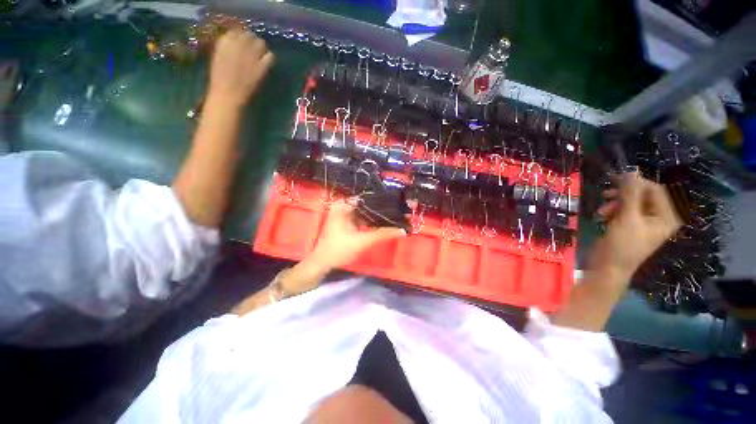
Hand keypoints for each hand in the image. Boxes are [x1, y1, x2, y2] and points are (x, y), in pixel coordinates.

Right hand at [208, 29, 273, 107]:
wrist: (227, 94)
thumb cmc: (220, 79)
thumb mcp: (219, 57)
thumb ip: (227, 47)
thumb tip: (236, 41)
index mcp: (225, 41)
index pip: (237, 30)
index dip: (241, 36)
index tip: (243, 42)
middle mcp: (239, 43)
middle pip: (250, 35)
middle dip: (251, 41)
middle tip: (252, 49)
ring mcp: (252, 54)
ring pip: (261, 42)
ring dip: (261, 48)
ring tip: (259, 55)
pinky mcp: (262, 66)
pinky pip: (270, 56)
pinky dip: (269, 57)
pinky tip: (265, 63)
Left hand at [309, 201, 406, 271]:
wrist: (322, 264)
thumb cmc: (339, 250)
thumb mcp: (362, 241)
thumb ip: (382, 234)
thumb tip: (402, 230)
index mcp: (343, 205)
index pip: (368, 199)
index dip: (383, 202)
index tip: (398, 206)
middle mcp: (343, 206)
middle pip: (367, 205)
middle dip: (382, 210)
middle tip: (400, 212)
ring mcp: (344, 214)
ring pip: (365, 212)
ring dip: (378, 216)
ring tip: (395, 217)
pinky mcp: (346, 222)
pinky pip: (362, 218)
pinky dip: (371, 222)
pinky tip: (383, 224)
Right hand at [589, 172, 681, 280]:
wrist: (608, 268)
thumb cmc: (622, 245)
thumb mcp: (627, 218)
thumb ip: (630, 194)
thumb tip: (632, 170)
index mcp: (665, 216)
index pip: (655, 190)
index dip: (636, 182)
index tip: (614, 179)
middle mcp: (657, 217)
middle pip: (642, 195)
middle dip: (623, 195)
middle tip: (605, 194)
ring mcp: (643, 223)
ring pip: (630, 203)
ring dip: (615, 203)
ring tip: (601, 211)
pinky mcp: (629, 226)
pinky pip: (623, 211)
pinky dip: (612, 211)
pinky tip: (602, 216)